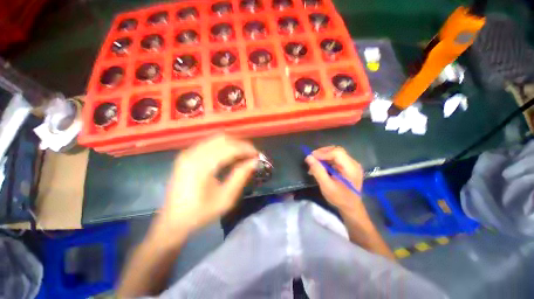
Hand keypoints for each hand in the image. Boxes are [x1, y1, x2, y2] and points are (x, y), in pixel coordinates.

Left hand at [151, 135, 257, 245]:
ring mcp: (188, 152)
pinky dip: (224, 146)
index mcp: (201, 166)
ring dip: (233, 143)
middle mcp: (192, 154)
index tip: (258, 155)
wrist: (172, 221)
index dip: (246, 149)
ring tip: (244, 154)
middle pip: (223, 139)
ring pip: (216, 138)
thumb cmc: (200, 213)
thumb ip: (240, 177)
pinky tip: (230, 155)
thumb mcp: (225, 199)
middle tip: (252, 154)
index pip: (230, 148)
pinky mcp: (187, 154)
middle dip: (241, 144)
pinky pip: (210, 143)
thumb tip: (254, 162)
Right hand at [305, 146, 363, 214]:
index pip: (337, 153)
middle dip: (323, 153)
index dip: (323, 153)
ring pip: (336, 153)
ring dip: (324, 156)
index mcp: (351, 168)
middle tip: (312, 158)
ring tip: (314, 163)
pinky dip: (327, 160)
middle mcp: (353, 163)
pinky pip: (336, 159)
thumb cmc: (339, 198)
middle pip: (337, 151)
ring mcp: (352, 165)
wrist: (351, 207)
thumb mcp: (326, 186)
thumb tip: (308, 157)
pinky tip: (320, 166)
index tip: (311, 157)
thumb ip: (318, 171)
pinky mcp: (348, 167)